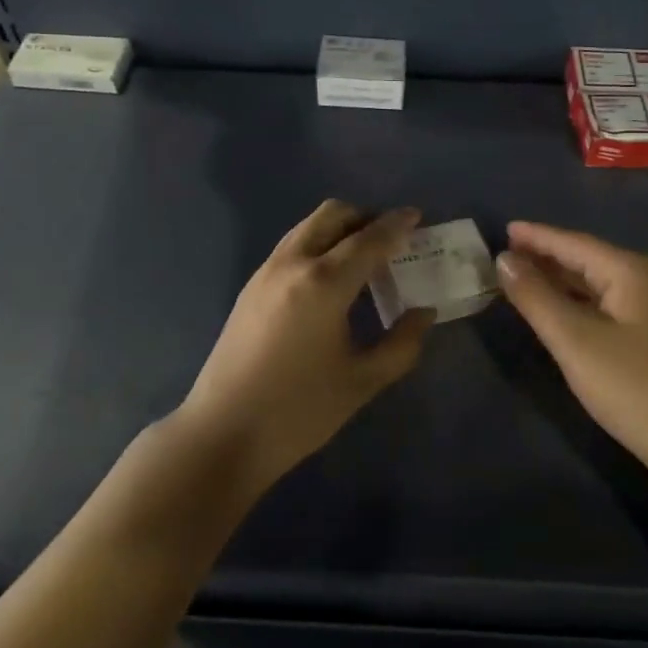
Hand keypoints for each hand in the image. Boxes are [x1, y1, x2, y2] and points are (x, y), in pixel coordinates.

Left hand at [176, 200, 435, 493]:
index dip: (396, 225)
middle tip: (390, 239)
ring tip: (362, 258)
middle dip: (365, 217)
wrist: (223, 431)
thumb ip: (402, 344)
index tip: (417, 216)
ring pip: (308, 227)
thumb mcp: (362, 381)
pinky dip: (317, 244)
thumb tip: (423, 312)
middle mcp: (292, 263)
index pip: (369, 239)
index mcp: (324, 282)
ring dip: (339, 229)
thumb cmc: (299, 410)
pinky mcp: (250, 287)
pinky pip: (291, 246)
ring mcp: (266, 272)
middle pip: (332, 215)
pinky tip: (329, 280)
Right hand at [496, 222, 647, 481]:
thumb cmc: (636, 388)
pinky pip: (611, 304)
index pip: (574, 243)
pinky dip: (580, 302)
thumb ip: (536, 297)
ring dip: (562, 281)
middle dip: (547, 257)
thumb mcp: (575, 341)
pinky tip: (562, 311)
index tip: (503, 229)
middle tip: (506, 256)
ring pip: (600, 284)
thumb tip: (504, 259)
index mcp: (633, 271)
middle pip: (589, 259)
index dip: (536, 236)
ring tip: (524, 279)